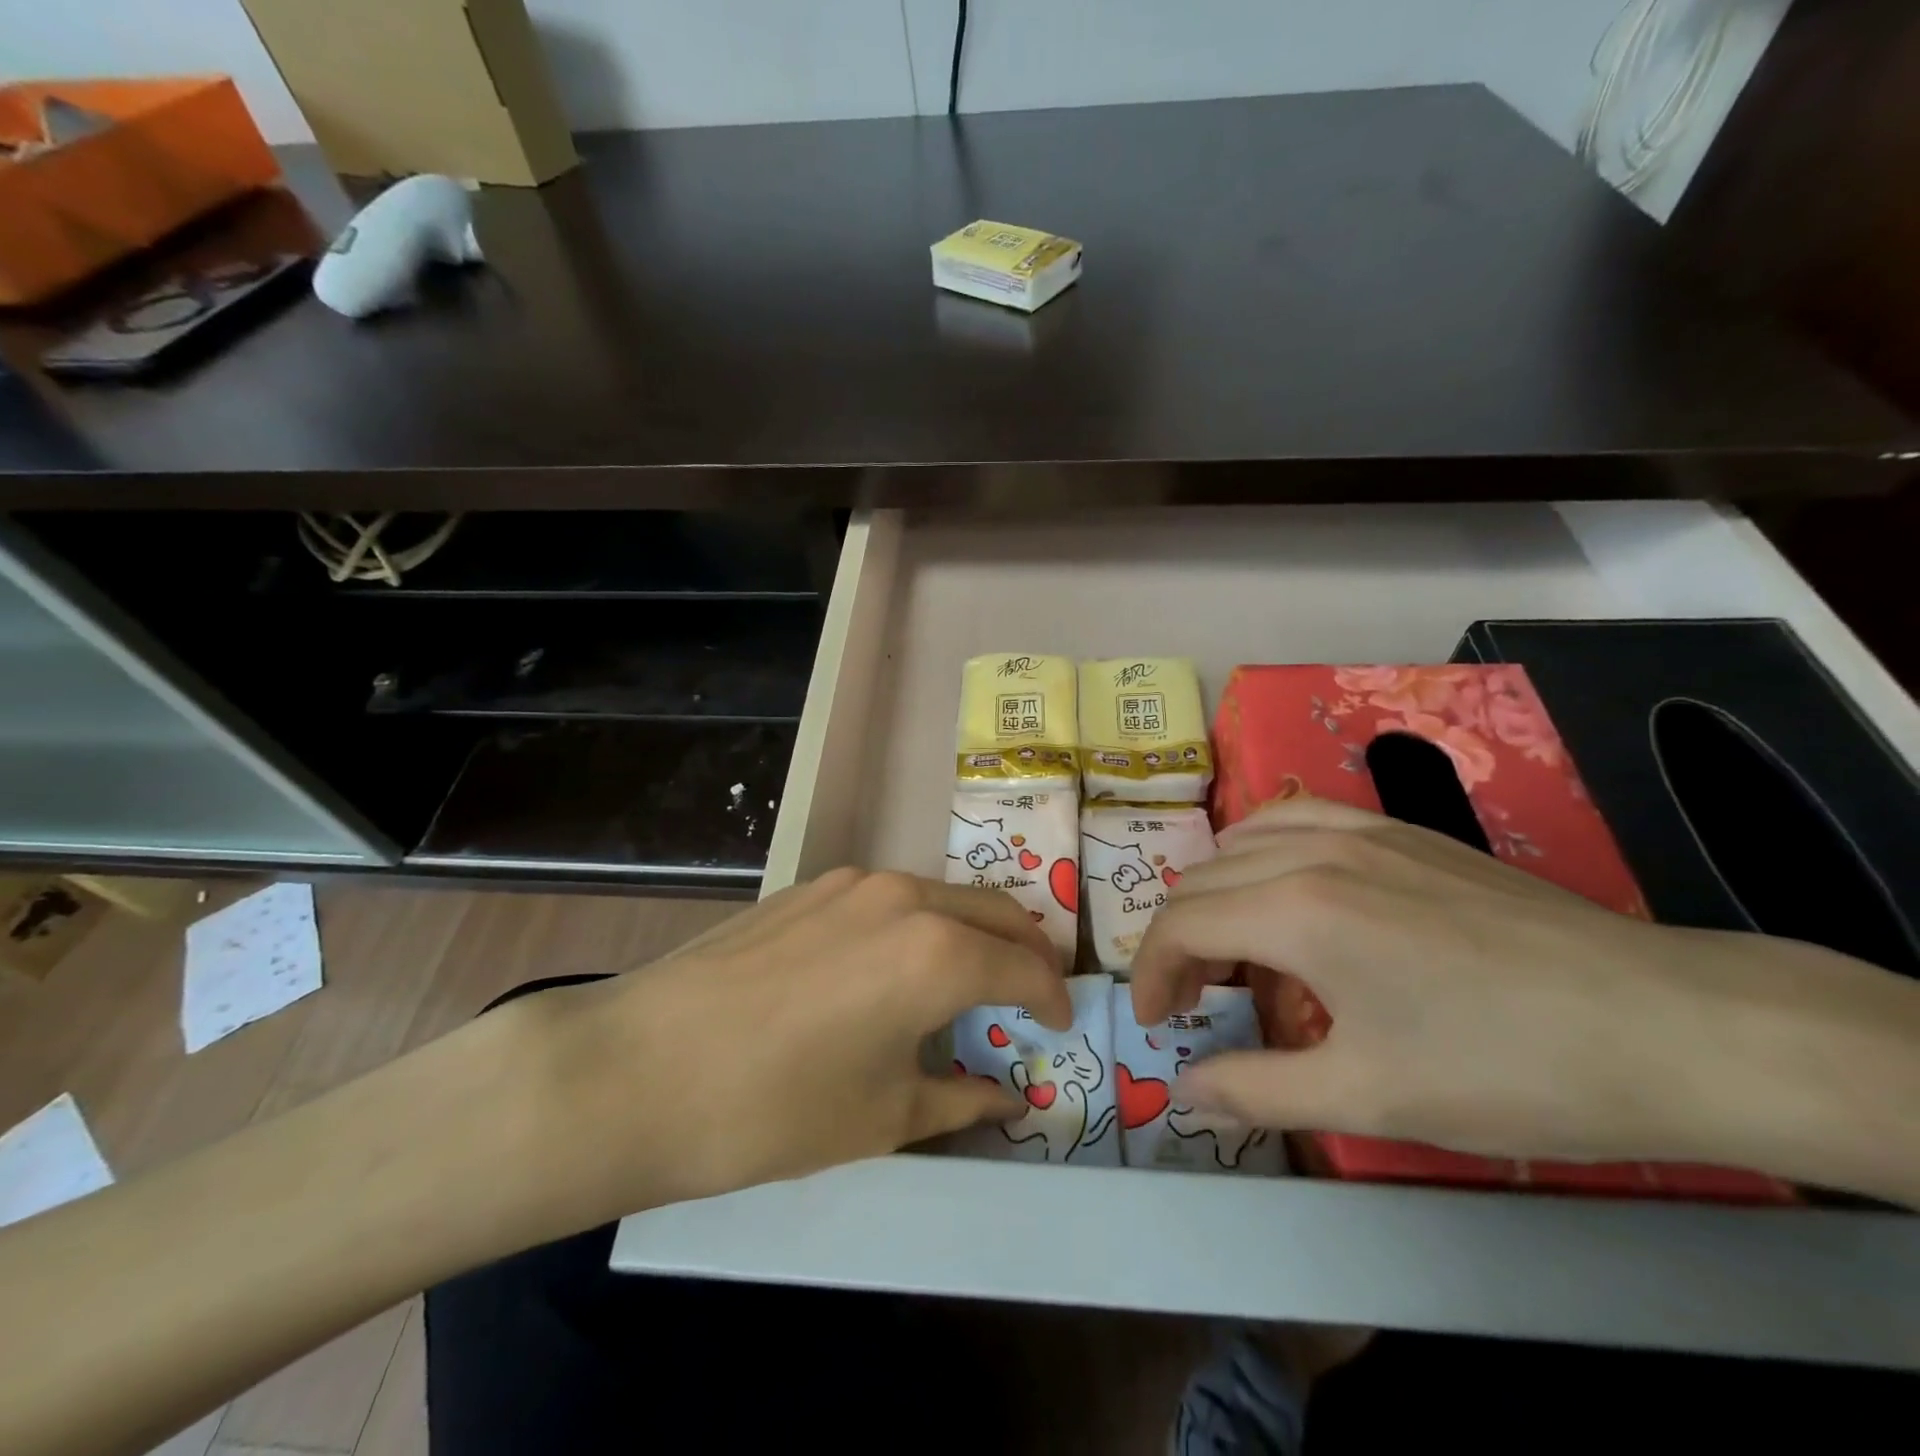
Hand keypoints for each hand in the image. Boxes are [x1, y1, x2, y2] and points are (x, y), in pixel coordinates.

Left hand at [505, 869, 1071, 1217]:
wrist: (638, 1067)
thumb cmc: (774, 1108)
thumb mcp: (882, 1118)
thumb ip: (960, 1100)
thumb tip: (1004, 1096)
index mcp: (938, 952)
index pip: (1025, 968)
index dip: (1053, 998)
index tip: (1061, 1024)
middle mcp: (906, 898)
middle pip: (996, 912)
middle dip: (1027, 950)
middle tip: (1033, 993)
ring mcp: (852, 883)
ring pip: (943, 895)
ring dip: (974, 930)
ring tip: (970, 978)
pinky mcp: (810, 886)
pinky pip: (892, 897)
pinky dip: (921, 923)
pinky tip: (896, 965)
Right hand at [1130, 799, 1919, 1197]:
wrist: (1668, 1026)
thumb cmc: (1507, 1070)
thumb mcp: (1368, 1098)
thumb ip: (1258, 1089)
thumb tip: (1185, 1089)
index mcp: (1296, 912)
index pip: (1181, 925)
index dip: (1152, 974)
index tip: (1157, 1022)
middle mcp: (1312, 852)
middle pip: (1201, 881)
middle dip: (1177, 941)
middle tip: (1194, 1002)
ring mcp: (1360, 830)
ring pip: (1241, 841)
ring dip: (1215, 893)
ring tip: (1234, 947)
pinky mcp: (1400, 829)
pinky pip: (1297, 817)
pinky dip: (1261, 849)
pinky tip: (1282, 884)